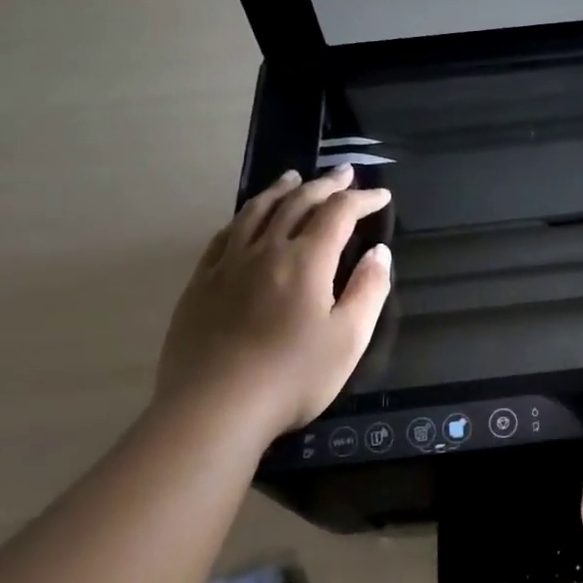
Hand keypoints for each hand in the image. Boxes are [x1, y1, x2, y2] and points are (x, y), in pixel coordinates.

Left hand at [154, 166, 391, 440]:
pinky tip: (246, 220)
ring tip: (294, 178)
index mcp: (306, 260)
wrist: (214, 408)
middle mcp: (266, 250)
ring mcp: (228, 265)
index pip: (339, 214)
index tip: (381, 196)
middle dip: (326, 185)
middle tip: (345, 173)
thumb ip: (368, 290)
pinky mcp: (201, 284)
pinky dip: (243, 218)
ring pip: (256, 212)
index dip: (362, 200)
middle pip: (297, 203)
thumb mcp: (349, 338)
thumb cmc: (293, 376)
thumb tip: (380, 253)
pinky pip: (224, 236)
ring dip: (281, 190)